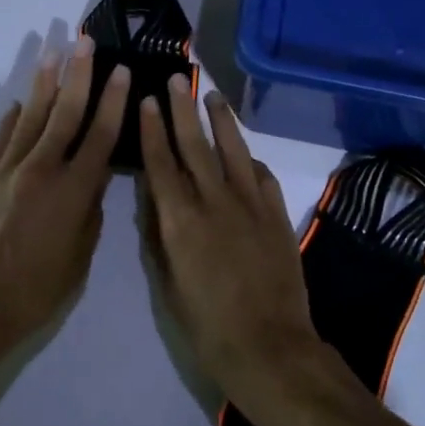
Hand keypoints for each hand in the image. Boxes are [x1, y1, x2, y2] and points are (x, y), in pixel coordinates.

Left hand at [0, 37, 128, 346]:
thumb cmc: (36, 291)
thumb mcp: (79, 256)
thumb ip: (90, 212)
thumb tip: (93, 178)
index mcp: (73, 191)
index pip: (100, 136)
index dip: (114, 101)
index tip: (122, 71)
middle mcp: (42, 170)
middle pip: (65, 113)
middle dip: (79, 75)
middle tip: (85, 42)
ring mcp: (8, 171)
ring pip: (31, 118)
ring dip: (44, 84)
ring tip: (53, 53)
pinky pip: (2, 140)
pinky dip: (12, 119)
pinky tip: (19, 102)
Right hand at [136, 77, 321, 405]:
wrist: (269, 346)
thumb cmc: (207, 325)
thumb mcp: (169, 284)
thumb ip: (160, 236)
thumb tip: (154, 201)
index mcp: (181, 221)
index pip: (161, 164)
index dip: (152, 130)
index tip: (148, 100)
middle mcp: (215, 202)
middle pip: (196, 146)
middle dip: (183, 110)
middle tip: (177, 80)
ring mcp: (251, 205)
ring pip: (233, 151)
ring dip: (221, 121)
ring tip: (212, 96)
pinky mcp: (277, 215)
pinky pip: (262, 175)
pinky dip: (249, 158)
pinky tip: (244, 151)